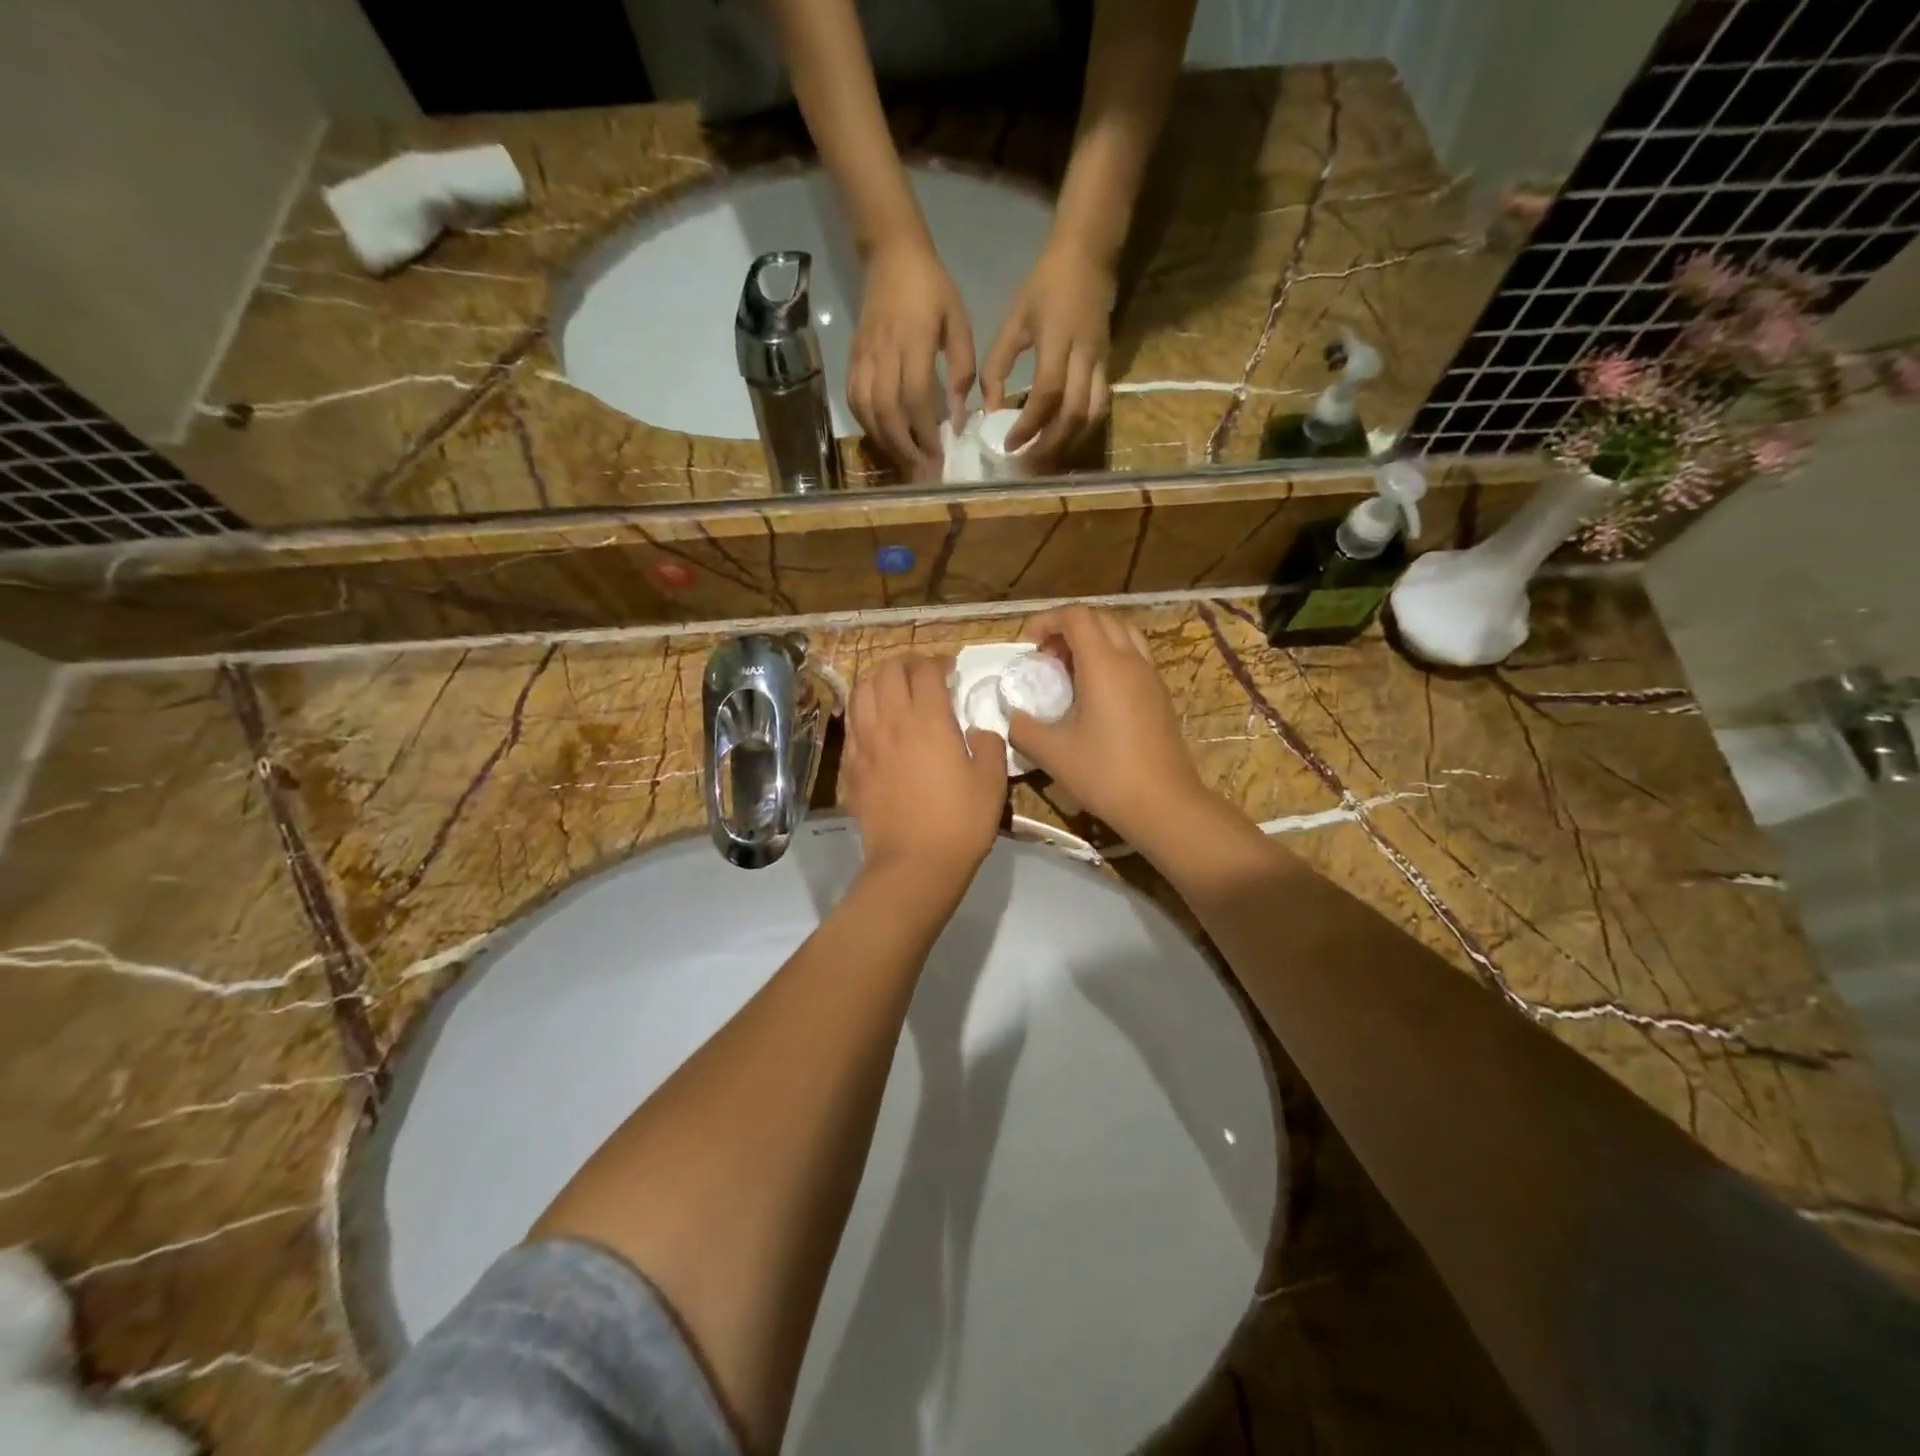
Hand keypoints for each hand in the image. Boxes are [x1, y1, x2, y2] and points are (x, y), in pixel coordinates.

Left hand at [845, 652, 1006, 894]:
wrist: (914, 864)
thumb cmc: (960, 821)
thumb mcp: (992, 780)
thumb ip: (988, 744)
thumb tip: (976, 732)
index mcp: (928, 719)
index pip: (925, 670)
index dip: (938, 661)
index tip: (950, 669)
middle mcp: (890, 722)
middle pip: (887, 671)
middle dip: (905, 663)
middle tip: (922, 674)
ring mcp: (865, 743)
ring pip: (861, 691)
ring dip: (878, 681)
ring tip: (894, 690)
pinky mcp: (850, 766)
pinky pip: (851, 723)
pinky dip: (863, 711)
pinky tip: (876, 723)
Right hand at [849, 239, 976, 477]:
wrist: (891, 254)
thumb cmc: (932, 289)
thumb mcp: (959, 324)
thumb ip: (960, 371)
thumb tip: (958, 418)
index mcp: (913, 341)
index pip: (915, 397)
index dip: (925, 432)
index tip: (939, 456)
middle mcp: (884, 352)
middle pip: (887, 411)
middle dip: (904, 447)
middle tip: (921, 472)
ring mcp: (863, 357)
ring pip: (867, 410)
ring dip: (885, 442)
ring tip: (904, 463)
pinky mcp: (852, 359)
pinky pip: (854, 400)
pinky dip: (867, 426)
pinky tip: (883, 440)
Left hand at [982, 239, 1115, 459]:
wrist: (1089, 253)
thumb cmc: (1046, 285)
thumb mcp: (1014, 320)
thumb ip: (998, 366)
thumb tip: (989, 411)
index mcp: (1057, 342)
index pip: (1046, 395)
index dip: (1028, 425)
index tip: (1009, 445)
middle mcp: (1084, 357)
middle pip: (1073, 415)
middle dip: (1049, 445)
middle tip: (1027, 465)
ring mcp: (1101, 363)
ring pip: (1091, 416)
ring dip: (1069, 443)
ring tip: (1045, 460)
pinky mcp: (1109, 367)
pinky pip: (1099, 407)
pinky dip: (1082, 429)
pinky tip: (1064, 441)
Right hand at [1004, 607, 1212, 849]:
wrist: (1164, 804)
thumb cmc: (1105, 774)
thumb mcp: (1052, 753)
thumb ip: (1023, 728)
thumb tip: (1012, 717)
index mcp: (1104, 665)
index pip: (1077, 617)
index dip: (1048, 620)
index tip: (1027, 643)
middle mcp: (1131, 661)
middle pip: (1101, 619)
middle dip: (1068, 627)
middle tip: (1046, 657)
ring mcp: (1151, 677)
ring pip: (1122, 634)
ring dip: (1093, 639)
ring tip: (1070, 669)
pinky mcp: (1160, 696)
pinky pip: (1134, 656)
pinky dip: (1111, 657)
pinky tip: (1095, 693)